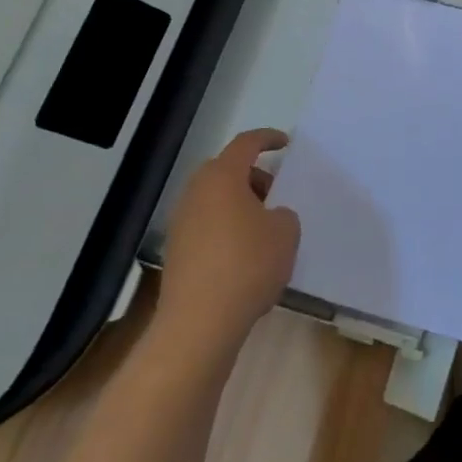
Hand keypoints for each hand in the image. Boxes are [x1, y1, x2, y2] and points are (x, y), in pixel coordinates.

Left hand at [157, 129, 299, 355]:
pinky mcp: (176, 251)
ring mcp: (181, 222)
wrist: (199, 323)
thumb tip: (269, 217)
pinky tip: (245, 254)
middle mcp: (196, 192)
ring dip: (239, 204)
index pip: (246, 144)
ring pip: (215, 199)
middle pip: (226, 170)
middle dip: (253, 176)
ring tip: (263, 228)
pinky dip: (226, 228)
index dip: (267, 139)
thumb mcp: (286, 233)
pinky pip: (206, 224)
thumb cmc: (248, 265)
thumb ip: (283, 215)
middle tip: (275, 193)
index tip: (285, 143)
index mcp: (223, 177)